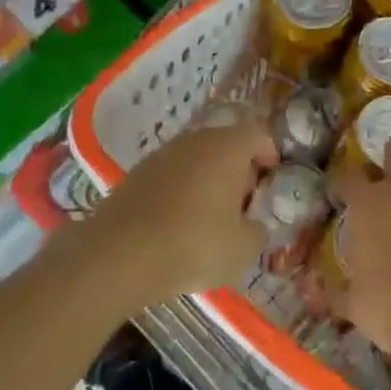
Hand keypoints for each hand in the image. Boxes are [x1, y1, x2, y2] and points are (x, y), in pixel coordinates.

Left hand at [76, 119, 279, 311]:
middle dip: (238, 170)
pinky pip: (170, 175)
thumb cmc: (195, 245)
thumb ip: (258, 231)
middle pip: (225, 144)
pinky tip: (177, 224)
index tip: (270, 182)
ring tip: (210, 217)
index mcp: (228, 148)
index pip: (258, 134)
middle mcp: (195, 140)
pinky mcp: (135, 174)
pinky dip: (180, 191)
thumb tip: (253, 225)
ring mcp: (161, 154)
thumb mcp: (244, 249)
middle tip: (243, 203)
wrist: (120, 255)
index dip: (270, 155)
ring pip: (195, 159)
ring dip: (207, 180)